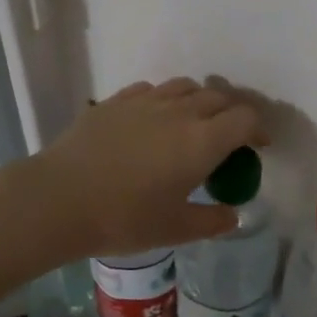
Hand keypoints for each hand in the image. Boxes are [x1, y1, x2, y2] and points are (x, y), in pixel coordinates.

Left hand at [32, 78, 265, 259]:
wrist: (59, 199)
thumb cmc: (124, 218)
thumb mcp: (175, 230)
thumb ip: (211, 221)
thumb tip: (233, 215)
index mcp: (202, 141)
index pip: (245, 119)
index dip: (258, 129)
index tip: (257, 146)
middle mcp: (180, 112)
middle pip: (218, 97)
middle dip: (231, 114)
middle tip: (227, 138)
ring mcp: (145, 101)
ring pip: (185, 86)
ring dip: (198, 101)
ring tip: (192, 123)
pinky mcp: (115, 101)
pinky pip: (151, 90)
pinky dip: (164, 100)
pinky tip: (152, 120)